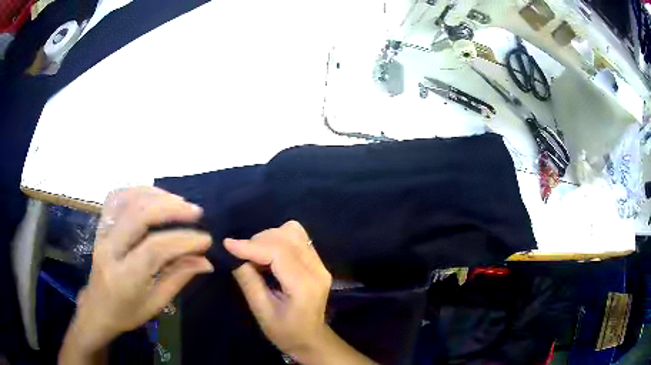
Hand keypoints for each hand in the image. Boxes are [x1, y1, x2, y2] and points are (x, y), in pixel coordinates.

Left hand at [60, 187, 212, 361]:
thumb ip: (179, 278)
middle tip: (195, 212)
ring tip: (179, 201)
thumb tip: (206, 261)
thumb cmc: (127, 312)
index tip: (206, 240)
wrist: (97, 307)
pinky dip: (138, 191)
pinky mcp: (101, 224)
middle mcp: (109, 249)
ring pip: (126, 199)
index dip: (183, 241)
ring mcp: (102, 233)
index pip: (155, 249)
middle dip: (170, 208)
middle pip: (138, 215)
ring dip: (156, 195)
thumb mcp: (155, 303)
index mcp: (124, 276)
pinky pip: (117, 197)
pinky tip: (154, 196)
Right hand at [225, 221, 374, 364]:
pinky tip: (268, 256)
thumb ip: (249, 281)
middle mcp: (317, 269)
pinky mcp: (318, 263)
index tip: (228, 244)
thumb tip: (235, 256)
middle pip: (287, 237)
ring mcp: (320, 264)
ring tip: (255, 255)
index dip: (251, 245)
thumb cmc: (285, 332)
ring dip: (270, 238)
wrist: (311, 340)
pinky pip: (297, 239)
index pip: (279, 252)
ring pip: (294, 233)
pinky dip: (278, 240)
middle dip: (259, 241)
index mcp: (305, 286)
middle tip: (242, 255)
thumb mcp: (262, 311)